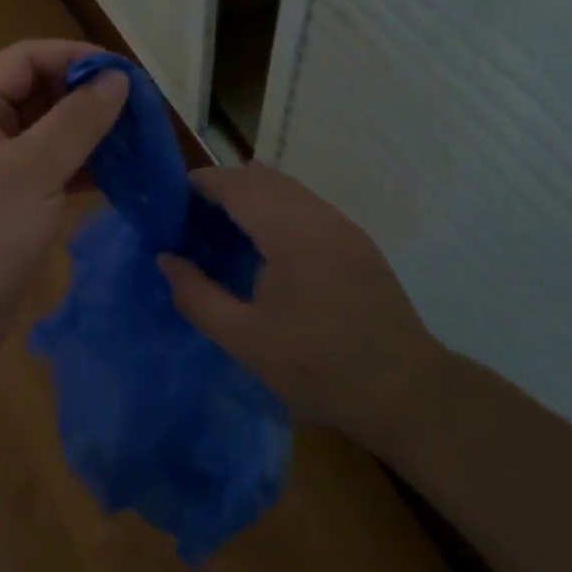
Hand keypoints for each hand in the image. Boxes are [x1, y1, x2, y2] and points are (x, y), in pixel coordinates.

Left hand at [0, 40, 128, 394]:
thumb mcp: (30, 173)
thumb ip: (76, 121)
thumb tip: (118, 78)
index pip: (28, 58)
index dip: (76, 58)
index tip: (127, 76)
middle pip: (40, 91)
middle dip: (88, 96)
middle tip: (140, 112)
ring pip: (50, 130)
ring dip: (90, 132)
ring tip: (138, 141)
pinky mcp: (11, 200)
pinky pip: (52, 167)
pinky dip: (83, 166)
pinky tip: (119, 174)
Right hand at [157, 164, 447, 445]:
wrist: (406, 393)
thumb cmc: (319, 369)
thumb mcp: (245, 340)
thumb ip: (197, 296)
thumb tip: (165, 260)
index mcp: (292, 233)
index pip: (238, 184)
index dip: (202, 184)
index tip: (172, 203)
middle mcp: (320, 217)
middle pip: (263, 177)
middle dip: (223, 187)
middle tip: (191, 219)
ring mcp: (343, 227)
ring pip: (287, 189)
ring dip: (250, 197)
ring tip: (221, 230)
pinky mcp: (356, 242)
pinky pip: (306, 206)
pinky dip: (275, 210)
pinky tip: (263, 247)